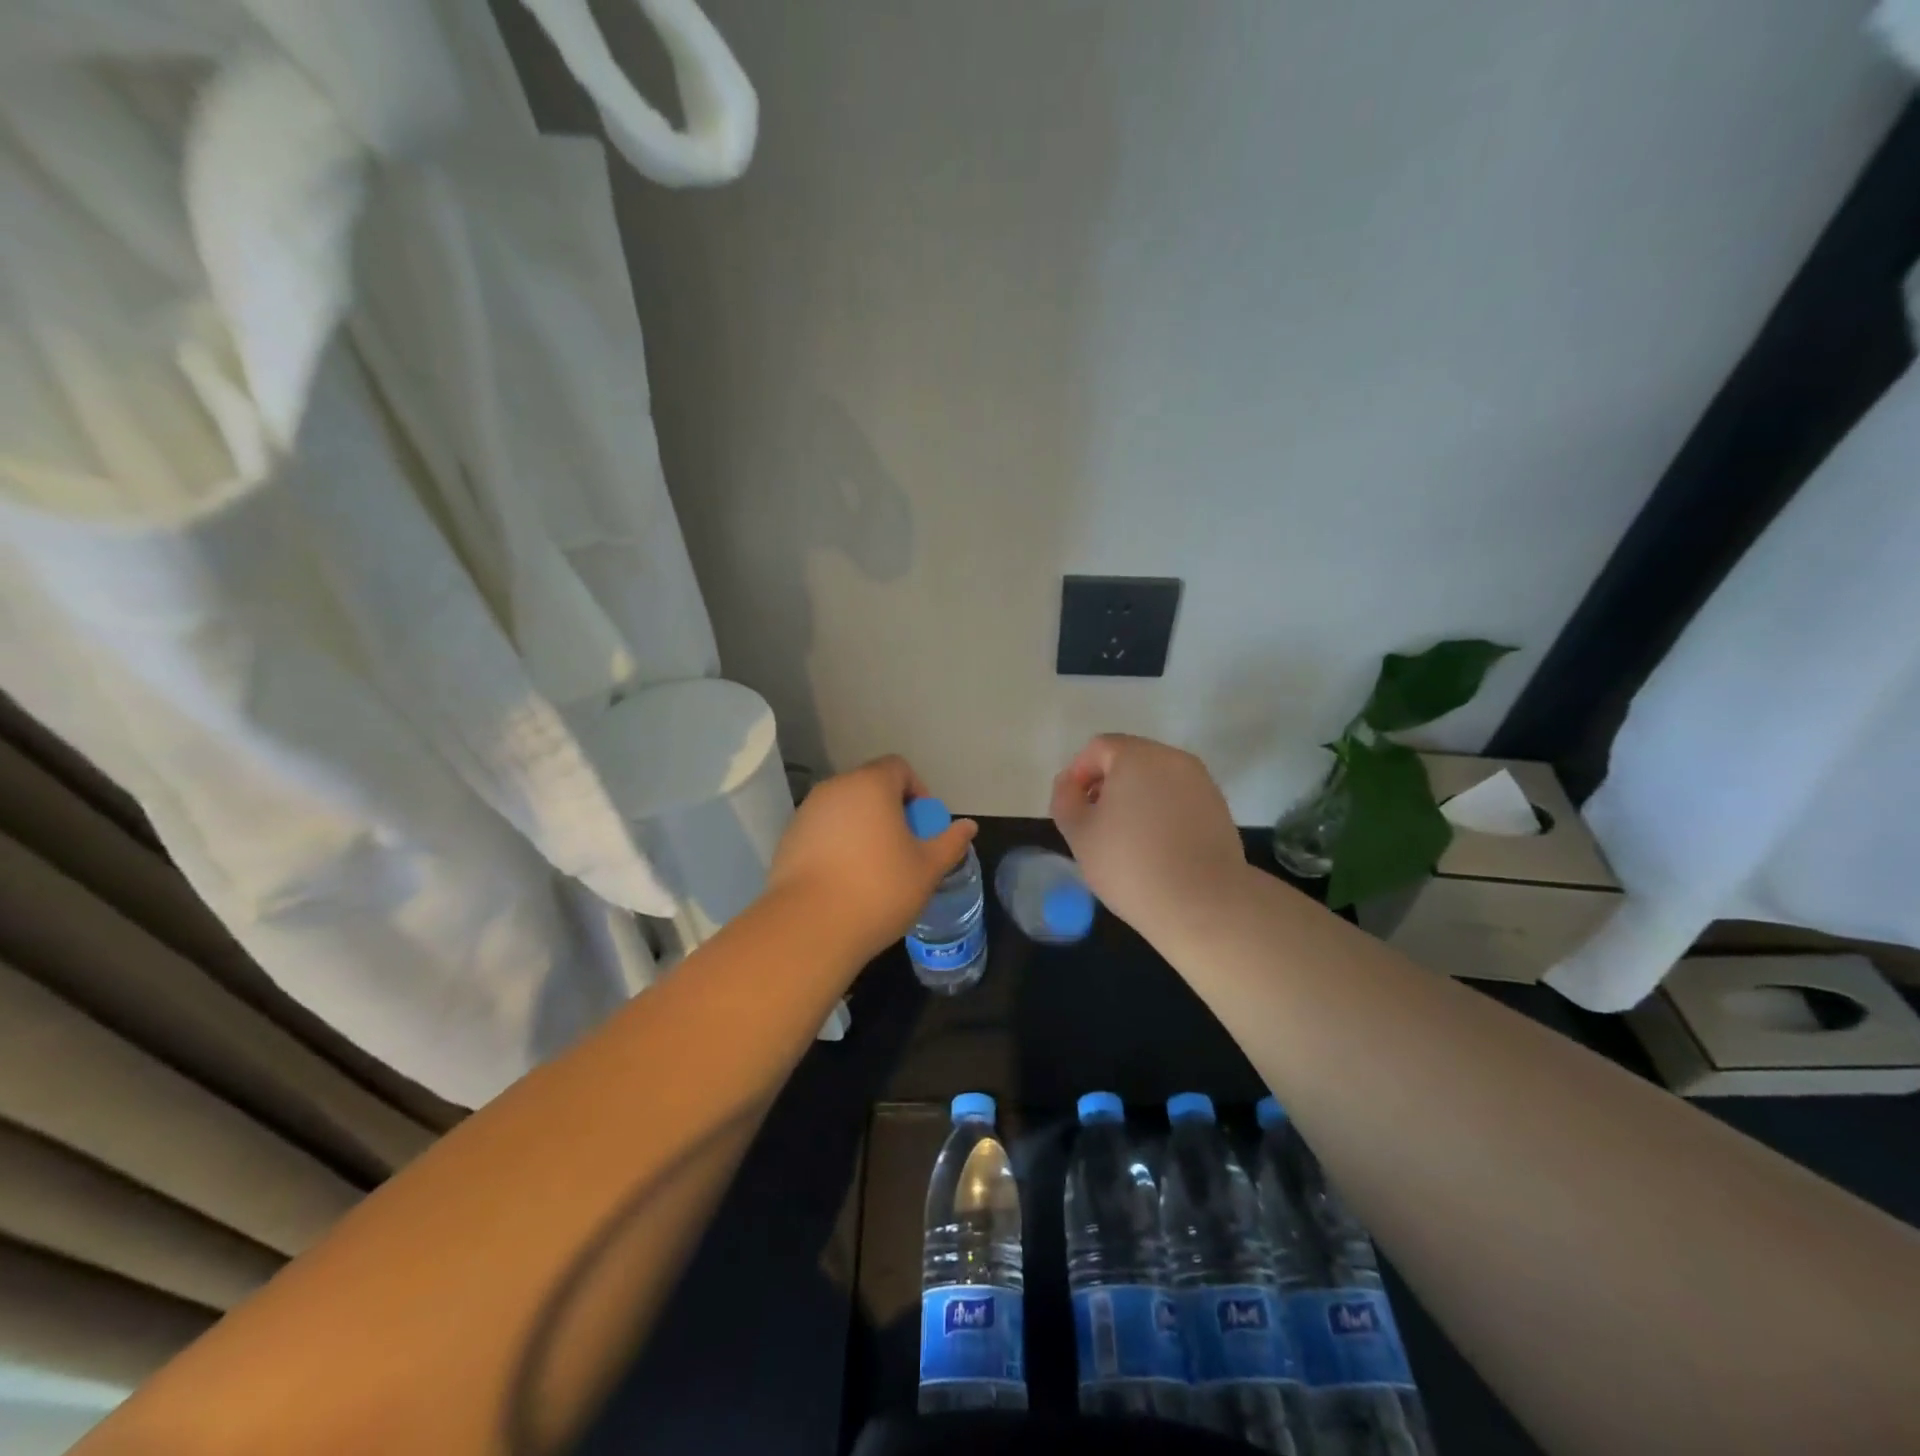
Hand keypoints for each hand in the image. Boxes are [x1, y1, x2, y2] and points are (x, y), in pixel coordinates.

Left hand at [767, 755, 977, 961]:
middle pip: (870, 787)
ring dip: (864, 828)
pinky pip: (823, 830)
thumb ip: (950, 842)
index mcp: (871, 785)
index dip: (918, 792)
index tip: (924, 827)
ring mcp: (807, 812)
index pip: (899, 767)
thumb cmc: (879, 890)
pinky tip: (845, 880)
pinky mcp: (788, 838)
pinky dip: (838, 844)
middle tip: (905, 849)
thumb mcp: (927, 869)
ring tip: (875, 868)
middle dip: (891, 811)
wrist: (809, 927)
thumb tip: (968, 826)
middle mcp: (835, 788)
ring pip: (845, 809)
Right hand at [1050, 734, 1247, 934]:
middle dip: (1107, 784)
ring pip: (1156, 779)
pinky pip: (1179, 798)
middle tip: (1095, 823)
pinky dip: (1162, 811)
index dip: (1078, 774)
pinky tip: (1156, 847)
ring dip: (1135, 798)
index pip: (1098, 748)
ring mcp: (1201, 782)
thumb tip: (1070, 784)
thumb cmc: (1131, 864)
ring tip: (1125, 838)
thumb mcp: (1079, 833)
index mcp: (1137, 756)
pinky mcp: (1219, 808)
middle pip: (1130, 759)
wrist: (1203, 904)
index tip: (1072, 808)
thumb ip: (1065, 799)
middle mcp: (1172, 758)